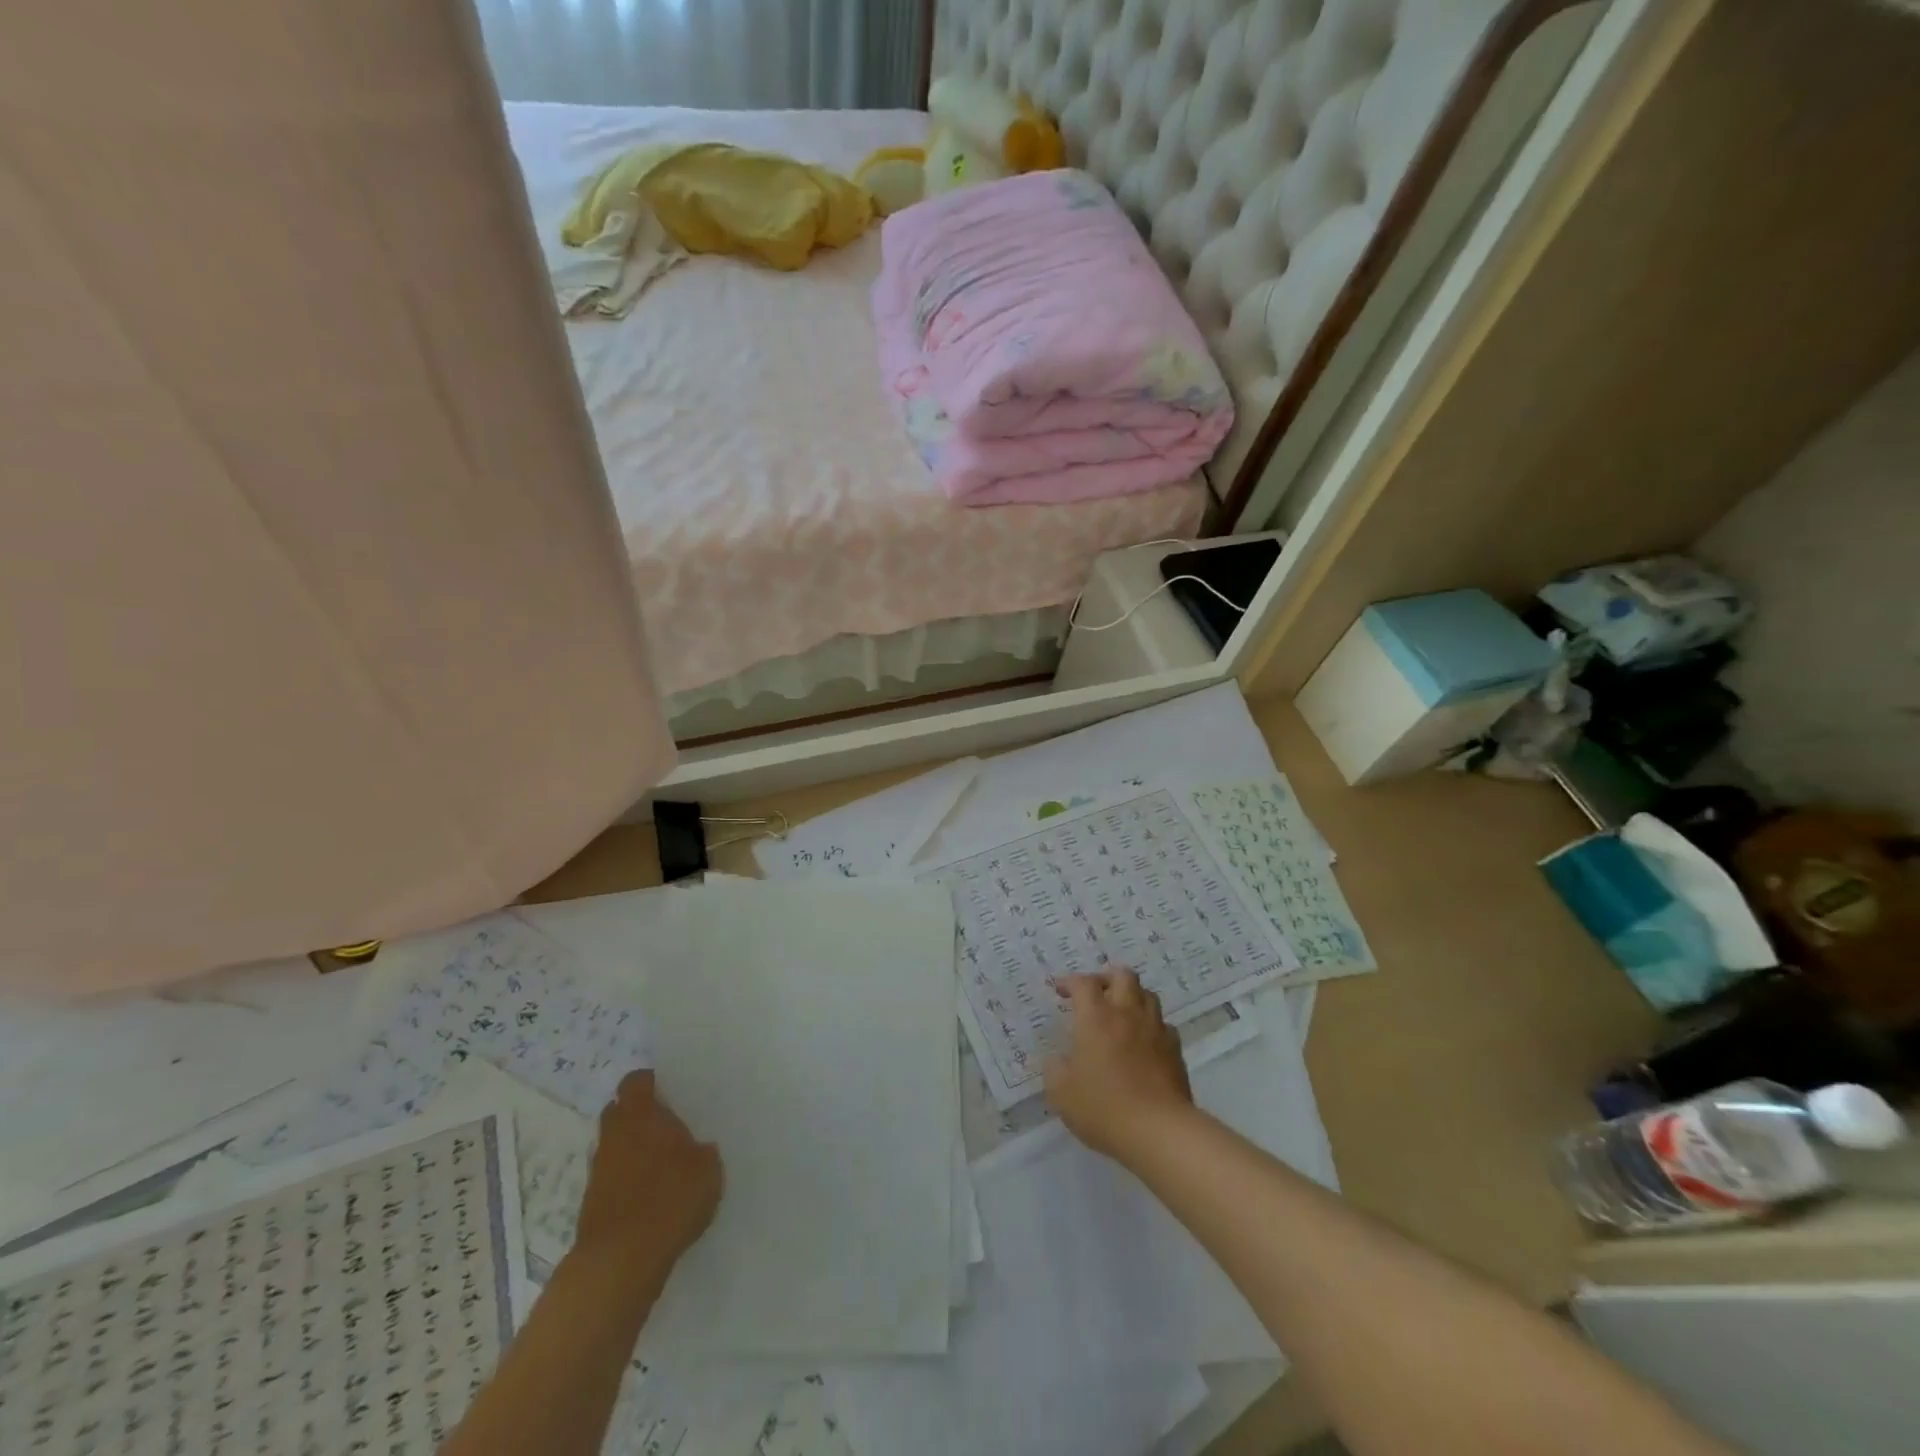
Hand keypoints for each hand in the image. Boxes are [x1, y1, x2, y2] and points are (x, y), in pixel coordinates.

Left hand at [572, 1070, 722, 1284]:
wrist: (620, 1262)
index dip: (650, 1083)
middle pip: (619, 1112)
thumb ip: (701, 1152)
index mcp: (640, 1115)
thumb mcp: (707, 1169)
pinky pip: (612, 1179)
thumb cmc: (669, 1199)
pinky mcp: (591, 1205)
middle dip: (638, 1116)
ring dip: (632, 1151)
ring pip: (615, 1147)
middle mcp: (614, 1135)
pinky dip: (627, 1182)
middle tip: (666, 1127)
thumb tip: (696, 1150)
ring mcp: (598, 1171)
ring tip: (662, 1168)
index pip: (636, 1082)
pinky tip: (651, 1199)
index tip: (669, 1091)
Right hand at [1043, 968, 1193, 1165]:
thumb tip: (1057, 1060)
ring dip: (1132, 997)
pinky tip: (1144, 1042)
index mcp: (1096, 1016)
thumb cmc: (1103, 1106)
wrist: (1158, 1130)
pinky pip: (1163, 1025)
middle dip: (1107, 978)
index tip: (1061, 990)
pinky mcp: (1175, 1050)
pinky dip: (1151, 1026)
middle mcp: (1127, 1013)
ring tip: (1121, 1014)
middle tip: (1096, 994)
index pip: (1083, 983)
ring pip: (1147, 995)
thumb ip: (1055, 1069)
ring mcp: (1155, 1029)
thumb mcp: (1061, 1092)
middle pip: (1123, 975)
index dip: (1070, 982)